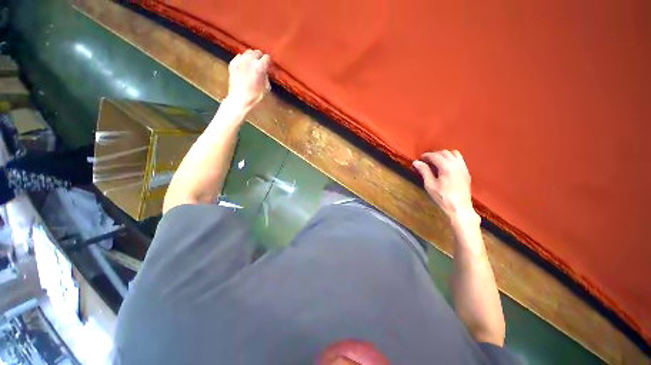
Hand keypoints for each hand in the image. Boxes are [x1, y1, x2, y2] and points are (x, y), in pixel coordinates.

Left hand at [227, 49, 270, 108]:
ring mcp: (240, 60)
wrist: (239, 98)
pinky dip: (243, 59)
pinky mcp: (233, 63)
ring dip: (252, 56)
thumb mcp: (265, 87)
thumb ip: (265, 76)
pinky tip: (244, 65)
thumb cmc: (255, 95)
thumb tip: (265, 71)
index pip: (267, 57)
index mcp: (260, 67)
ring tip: (252, 63)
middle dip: (260, 57)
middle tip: (261, 63)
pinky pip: (239, 56)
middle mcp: (250, 60)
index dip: (268, 61)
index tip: (268, 65)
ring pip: (248, 52)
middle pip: (257, 52)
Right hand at [413, 150, 474, 219]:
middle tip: (427, 160)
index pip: (435, 156)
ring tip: (437, 161)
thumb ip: (424, 171)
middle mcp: (456, 164)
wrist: (459, 207)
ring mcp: (463, 167)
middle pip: (445, 153)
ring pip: (454, 154)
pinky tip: (446, 166)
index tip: (420, 158)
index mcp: (447, 167)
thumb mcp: (430, 184)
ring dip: (444, 155)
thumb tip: (416, 162)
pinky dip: (451, 158)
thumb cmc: (442, 197)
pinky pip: (459, 159)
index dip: (427, 156)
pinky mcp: (466, 172)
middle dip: (435, 154)